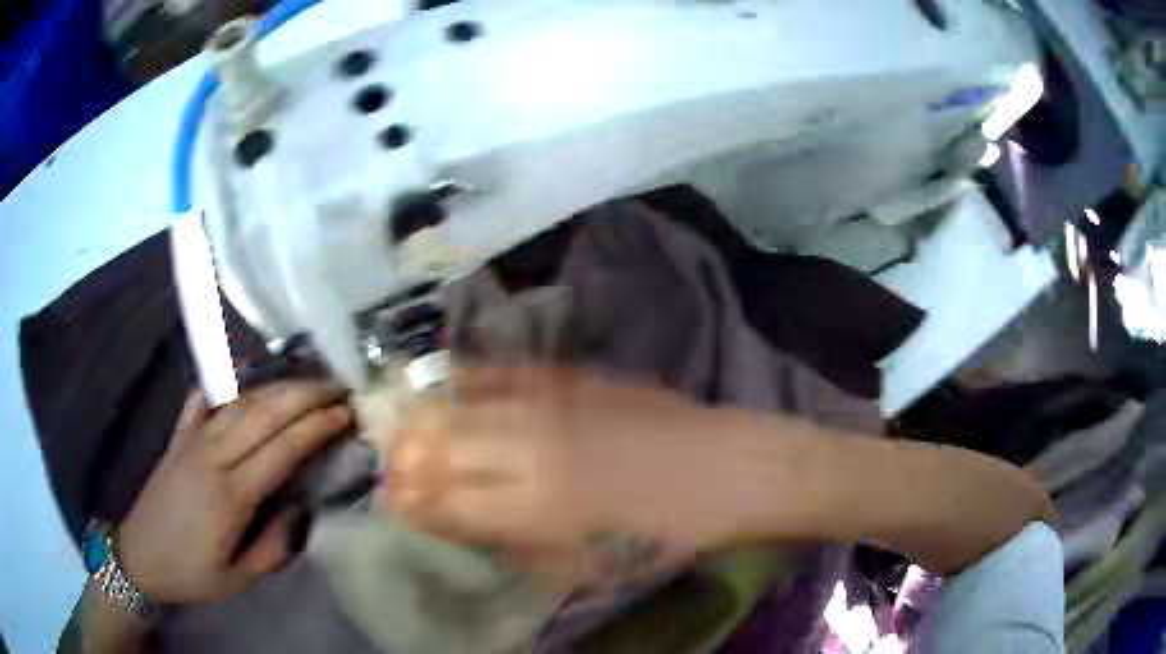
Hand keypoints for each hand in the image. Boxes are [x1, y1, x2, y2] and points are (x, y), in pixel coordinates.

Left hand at [117, 382, 352, 604]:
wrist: (140, 556)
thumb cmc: (191, 572)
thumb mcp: (239, 579)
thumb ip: (272, 547)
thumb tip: (296, 509)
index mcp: (230, 495)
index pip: (281, 449)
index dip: (315, 428)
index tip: (345, 414)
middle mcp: (212, 457)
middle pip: (263, 413)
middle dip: (304, 395)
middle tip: (336, 387)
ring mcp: (191, 440)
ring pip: (239, 401)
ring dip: (275, 386)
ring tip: (305, 381)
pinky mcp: (178, 436)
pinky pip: (202, 399)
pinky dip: (225, 384)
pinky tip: (242, 380)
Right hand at [380, 368, 742, 584]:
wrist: (723, 470)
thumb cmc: (662, 534)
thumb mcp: (588, 565)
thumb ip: (516, 546)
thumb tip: (460, 527)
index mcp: (535, 511)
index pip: (446, 503)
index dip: (410, 504)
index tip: (391, 502)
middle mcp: (531, 452)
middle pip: (440, 449)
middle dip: (403, 459)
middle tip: (389, 465)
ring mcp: (551, 405)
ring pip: (460, 406)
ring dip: (421, 417)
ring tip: (399, 423)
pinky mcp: (571, 376)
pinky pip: (503, 371)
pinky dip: (465, 377)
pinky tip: (443, 380)